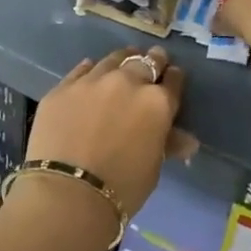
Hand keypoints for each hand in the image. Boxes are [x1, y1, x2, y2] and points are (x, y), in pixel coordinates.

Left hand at [23, 46, 185, 216]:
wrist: (68, 192)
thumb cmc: (122, 187)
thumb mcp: (153, 167)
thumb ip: (168, 143)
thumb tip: (187, 141)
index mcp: (157, 102)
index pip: (173, 81)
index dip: (174, 79)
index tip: (173, 78)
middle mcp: (127, 82)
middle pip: (145, 61)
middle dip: (152, 61)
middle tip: (152, 62)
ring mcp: (92, 81)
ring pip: (113, 59)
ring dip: (122, 61)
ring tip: (122, 64)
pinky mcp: (63, 87)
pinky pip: (82, 70)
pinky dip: (90, 71)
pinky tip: (90, 74)